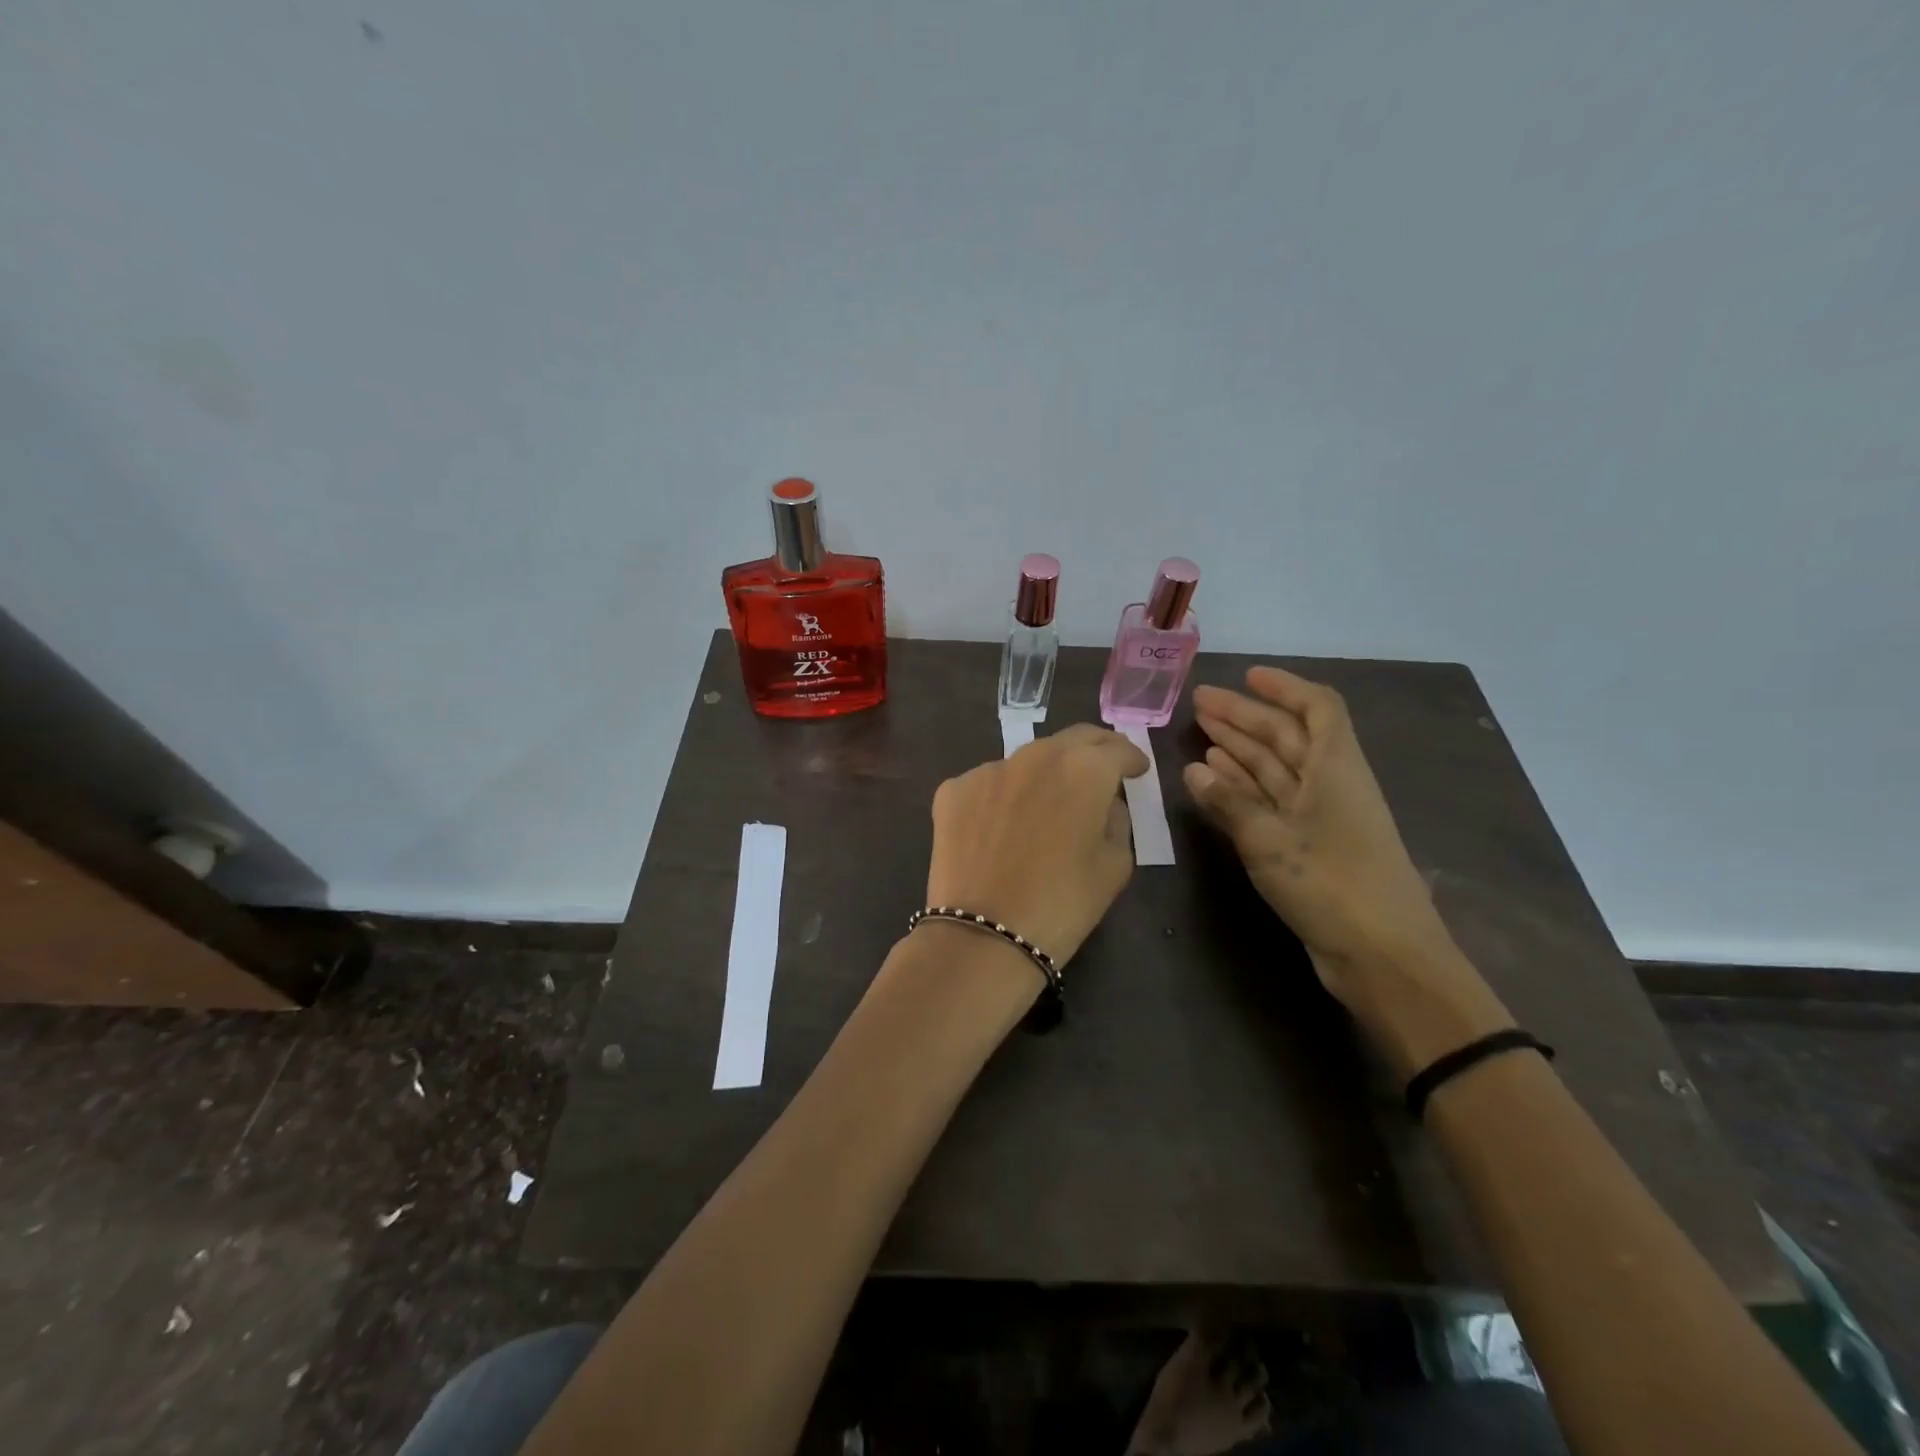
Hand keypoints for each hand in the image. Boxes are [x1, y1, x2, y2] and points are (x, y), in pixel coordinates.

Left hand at [926, 724, 1148, 965]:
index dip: (1131, 759)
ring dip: (1044, 774)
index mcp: (1084, 768)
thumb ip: (1117, 820)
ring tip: (1048, 803)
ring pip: (1026, 761)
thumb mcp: (1115, 865)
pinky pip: (988, 785)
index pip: (1116, 749)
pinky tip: (1002, 827)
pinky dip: (1002, 796)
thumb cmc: (1063, 903)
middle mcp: (1035, 755)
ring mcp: (988, 769)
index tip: (1136, 770)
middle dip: (1093, 751)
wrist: (984, 934)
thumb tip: (1105, 802)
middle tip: (1102, 771)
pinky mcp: (953, 789)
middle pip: (1072, 741)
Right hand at [1183, 667, 1511, 1074]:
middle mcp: (1330, 784)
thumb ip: (1229, 802)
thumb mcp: (1270, 838)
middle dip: (1245, 717)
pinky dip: (1244, 788)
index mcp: (1335, 768)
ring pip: (1276, 769)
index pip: (1316, 708)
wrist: (1383, 955)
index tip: (1247, 677)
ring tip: (1200, 734)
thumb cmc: (1332, 884)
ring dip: (1241, 750)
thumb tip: (1194, 770)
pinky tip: (1213, 780)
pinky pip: (1271, 802)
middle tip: (1199, 705)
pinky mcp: (1309, 846)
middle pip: (1288, 736)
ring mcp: (1320, 816)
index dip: (1284, 688)